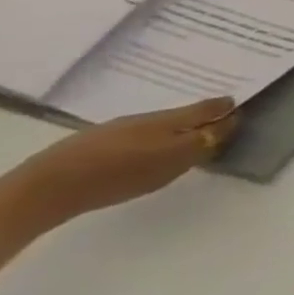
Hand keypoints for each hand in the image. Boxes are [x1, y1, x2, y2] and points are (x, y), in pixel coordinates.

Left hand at [0, 98, 237, 234]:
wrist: (50, 186)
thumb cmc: (124, 172)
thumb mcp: (176, 159)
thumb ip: (206, 141)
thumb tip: (230, 121)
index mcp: (172, 119)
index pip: (209, 108)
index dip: (227, 109)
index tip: (243, 109)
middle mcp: (148, 117)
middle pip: (185, 114)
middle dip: (203, 115)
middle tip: (220, 121)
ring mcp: (118, 129)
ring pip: (160, 124)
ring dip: (178, 128)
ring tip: (187, 139)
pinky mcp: (96, 144)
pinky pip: (138, 135)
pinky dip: (153, 139)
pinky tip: (148, 151)